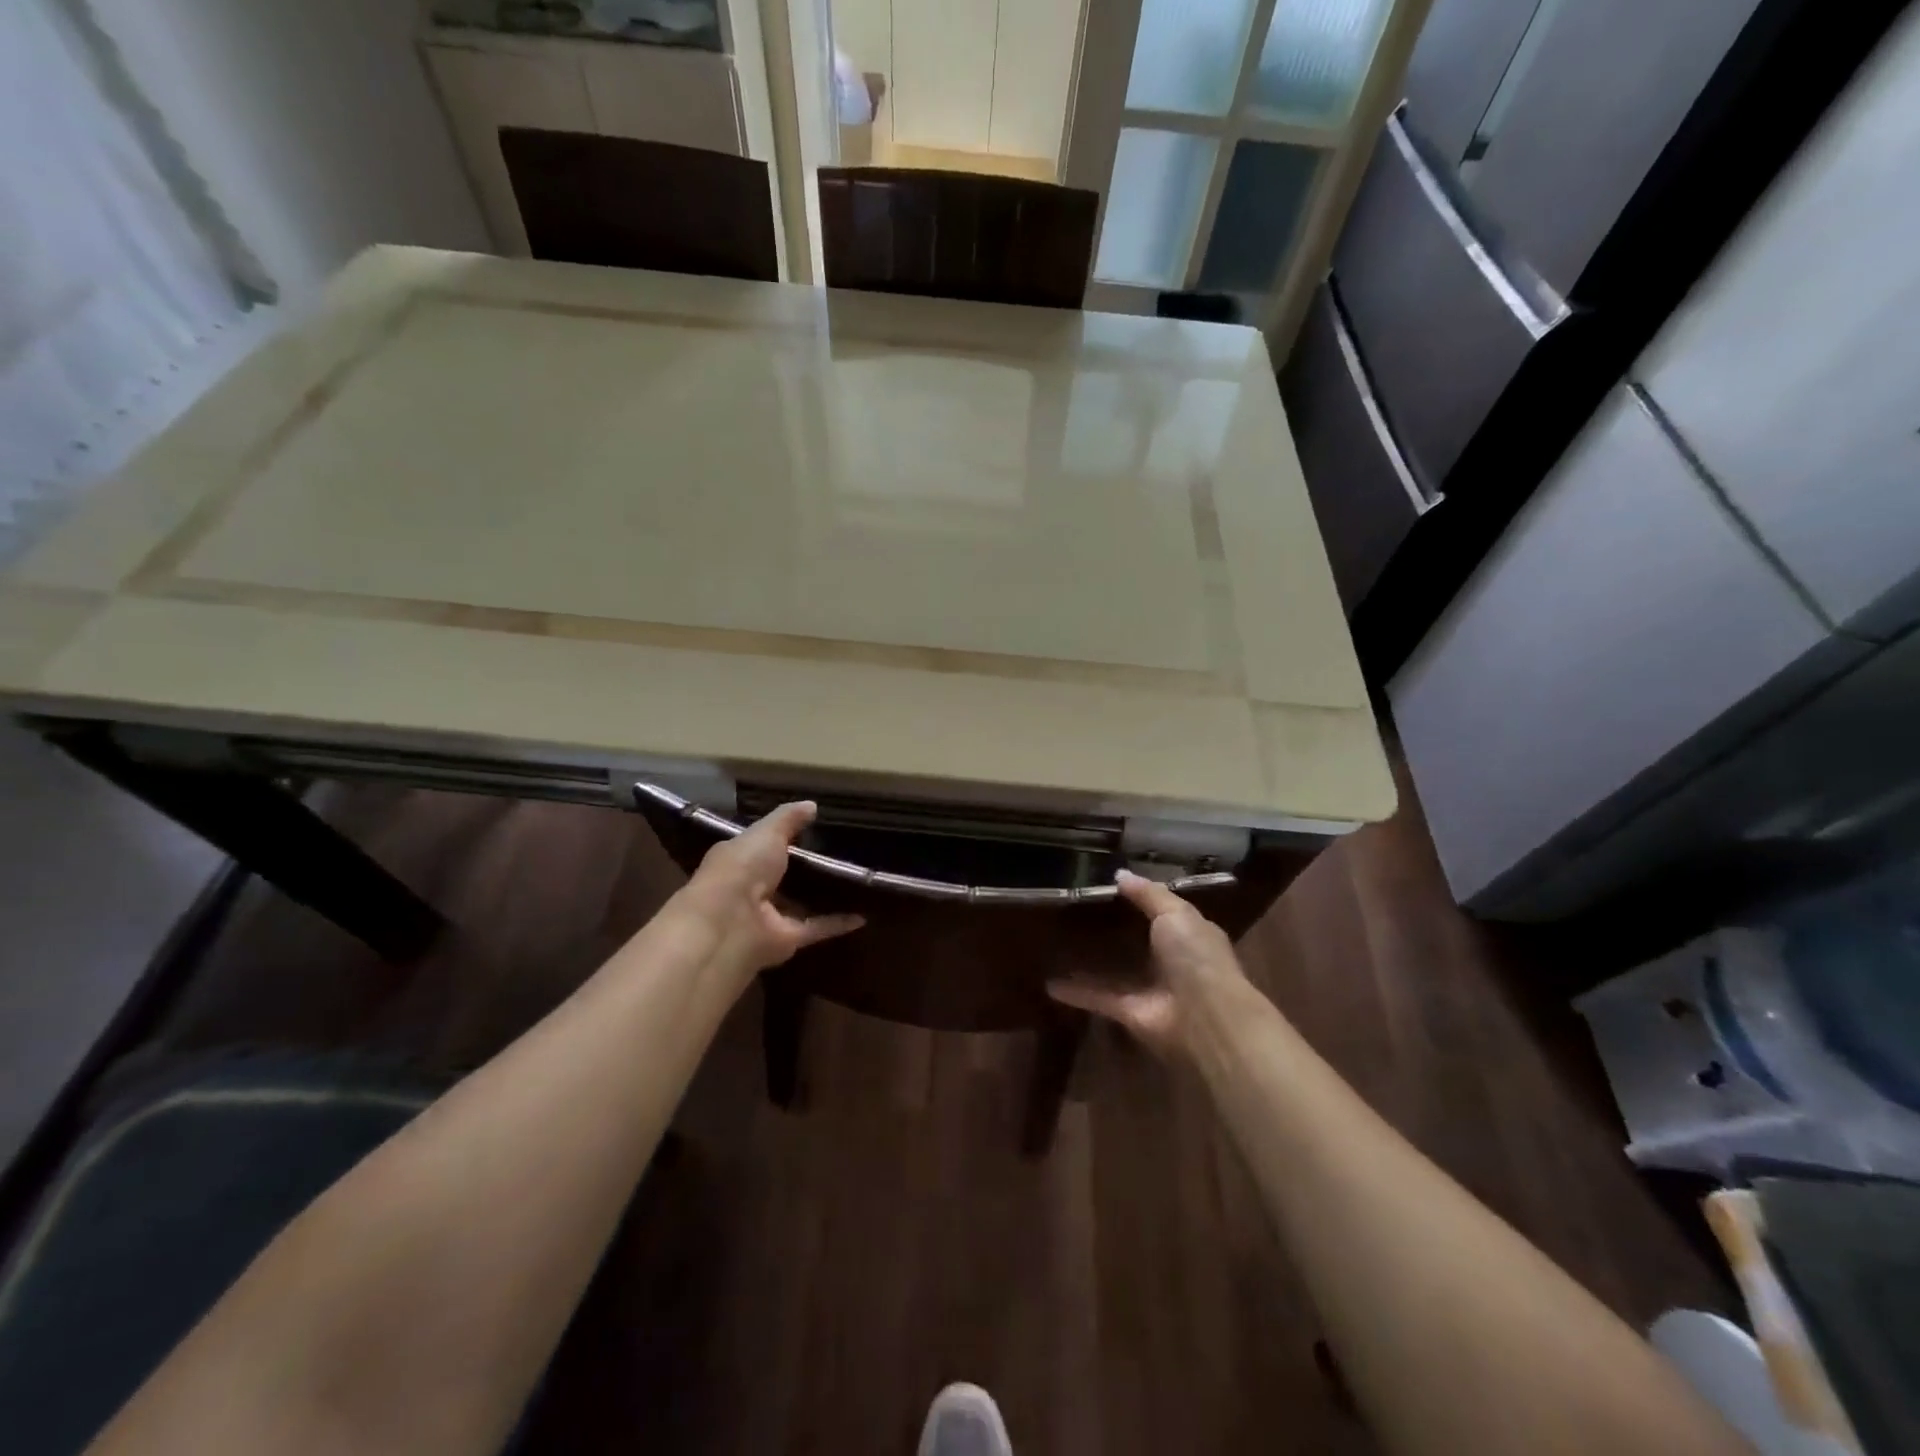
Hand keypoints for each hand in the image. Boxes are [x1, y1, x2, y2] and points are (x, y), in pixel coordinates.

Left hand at [672, 802, 863, 982]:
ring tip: (855, 881)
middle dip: (807, 869)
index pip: (763, 847)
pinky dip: (838, 923)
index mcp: (741, 861)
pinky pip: (817, 928)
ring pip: (800, 905)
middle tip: (843, 854)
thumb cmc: (742, 867)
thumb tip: (812, 805)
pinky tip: (863, 915)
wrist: (730, 922)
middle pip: (784, 878)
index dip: (785, 838)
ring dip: (822, 897)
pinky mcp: (788, 939)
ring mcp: (770, 917)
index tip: (814, 829)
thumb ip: (788, 818)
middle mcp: (753, 890)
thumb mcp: (766, 832)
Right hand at [1048, 869, 1247, 1056]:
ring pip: (1115, 972)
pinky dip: (1077, 992)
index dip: (1139, 900)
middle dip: (1112, 931)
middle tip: (1075, 913)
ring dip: (1091, 963)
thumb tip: (1120, 874)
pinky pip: (1099, 998)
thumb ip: (1149, 894)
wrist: (1205, 1018)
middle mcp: (1169, 962)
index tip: (1108, 886)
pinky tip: (1050, 983)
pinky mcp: (1130, 1013)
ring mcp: (1149, 989)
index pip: (1162, 913)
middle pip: (1136, 943)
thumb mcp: (1176, 914)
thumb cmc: (1196, 957)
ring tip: (1058, 945)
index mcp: (1187, 935)